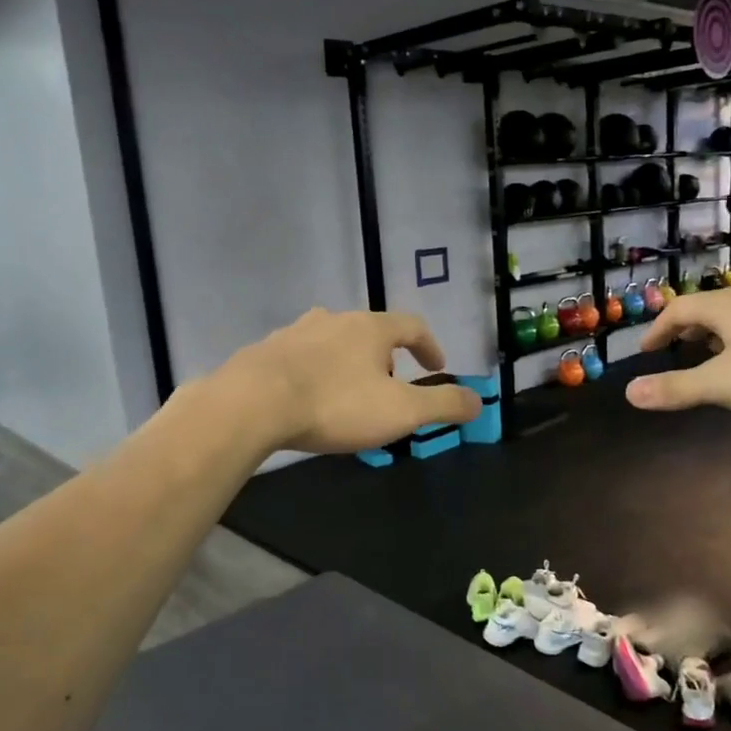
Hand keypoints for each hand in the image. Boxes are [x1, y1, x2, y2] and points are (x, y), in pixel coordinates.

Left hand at [223, 308, 480, 453]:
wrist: (252, 404)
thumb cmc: (336, 404)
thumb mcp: (401, 411)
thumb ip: (443, 405)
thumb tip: (478, 400)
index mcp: (371, 328)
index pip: (412, 326)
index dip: (430, 346)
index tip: (437, 367)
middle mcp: (334, 319)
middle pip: (370, 331)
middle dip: (386, 358)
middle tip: (390, 389)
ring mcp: (296, 332)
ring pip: (333, 341)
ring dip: (348, 363)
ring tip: (349, 394)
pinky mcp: (265, 351)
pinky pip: (300, 358)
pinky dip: (314, 373)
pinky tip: (308, 398)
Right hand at [625, 286, 730, 415]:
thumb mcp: (725, 384)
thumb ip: (677, 388)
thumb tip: (629, 392)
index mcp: (725, 306)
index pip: (679, 310)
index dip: (657, 330)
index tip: (646, 350)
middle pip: (709, 308)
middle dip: (688, 331)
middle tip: (676, 352)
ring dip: (719, 335)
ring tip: (714, 358)